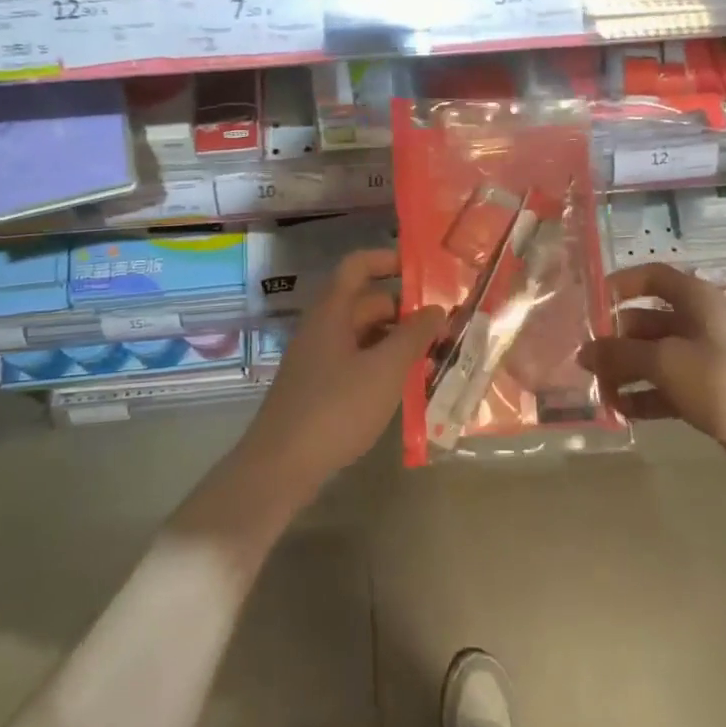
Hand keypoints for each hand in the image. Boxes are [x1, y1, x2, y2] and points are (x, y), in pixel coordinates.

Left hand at [243, 249, 445, 499]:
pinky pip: (356, 361)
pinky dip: (381, 365)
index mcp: (332, 311)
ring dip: (396, 340)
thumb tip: (437, 309)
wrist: (281, 466)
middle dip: (404, 311)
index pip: (358, 266)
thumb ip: (414, 336)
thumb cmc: (335, 408)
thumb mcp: (384, 369)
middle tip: (444, 326)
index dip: (388, 260)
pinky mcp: (319, 388)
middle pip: (366, 303)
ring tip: (434, 357)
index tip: (422, 270)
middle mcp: (322, 328)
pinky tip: (405, 386)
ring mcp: (318, 359)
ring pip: (363, 335)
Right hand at [578, 262, 725, 484]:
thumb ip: (621, 354)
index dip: (620, 284)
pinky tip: (619, 411)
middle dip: (614, 339)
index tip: (588, 302)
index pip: (652, 278)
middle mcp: (697, 324)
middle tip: (580, 359)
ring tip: (594, 389)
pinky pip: (664, 389)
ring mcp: (702, 361)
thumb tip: (583, 351)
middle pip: (645, 321)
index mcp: (695, 301)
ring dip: (624, 372)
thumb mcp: (667, 362)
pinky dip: (643, 397)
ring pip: (652, 358)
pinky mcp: (706, 394)